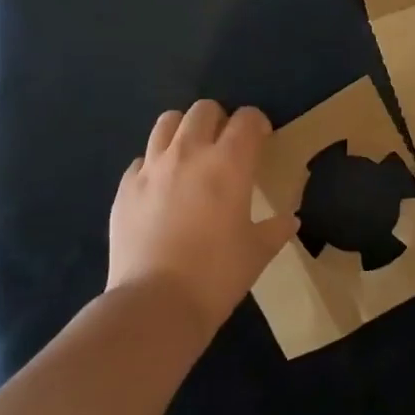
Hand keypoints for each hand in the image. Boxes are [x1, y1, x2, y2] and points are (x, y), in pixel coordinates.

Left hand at [108, 100, 299, 333]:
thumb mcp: (256, 253)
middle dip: (219, 120)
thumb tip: (290, 220)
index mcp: (228, 163)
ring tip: (190, 155)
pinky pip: (141, 160)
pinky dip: (154, 165)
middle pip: (203, 110)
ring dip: (183, 130)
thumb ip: (275, 230)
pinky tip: (160, 188)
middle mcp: (188, 153)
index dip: (257, 124)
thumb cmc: (217, 275)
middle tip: (225, 146)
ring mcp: (151, 168)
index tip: (261, 140)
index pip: (247, 120)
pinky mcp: (125, 187)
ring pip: (166, 122)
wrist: (155, 304)